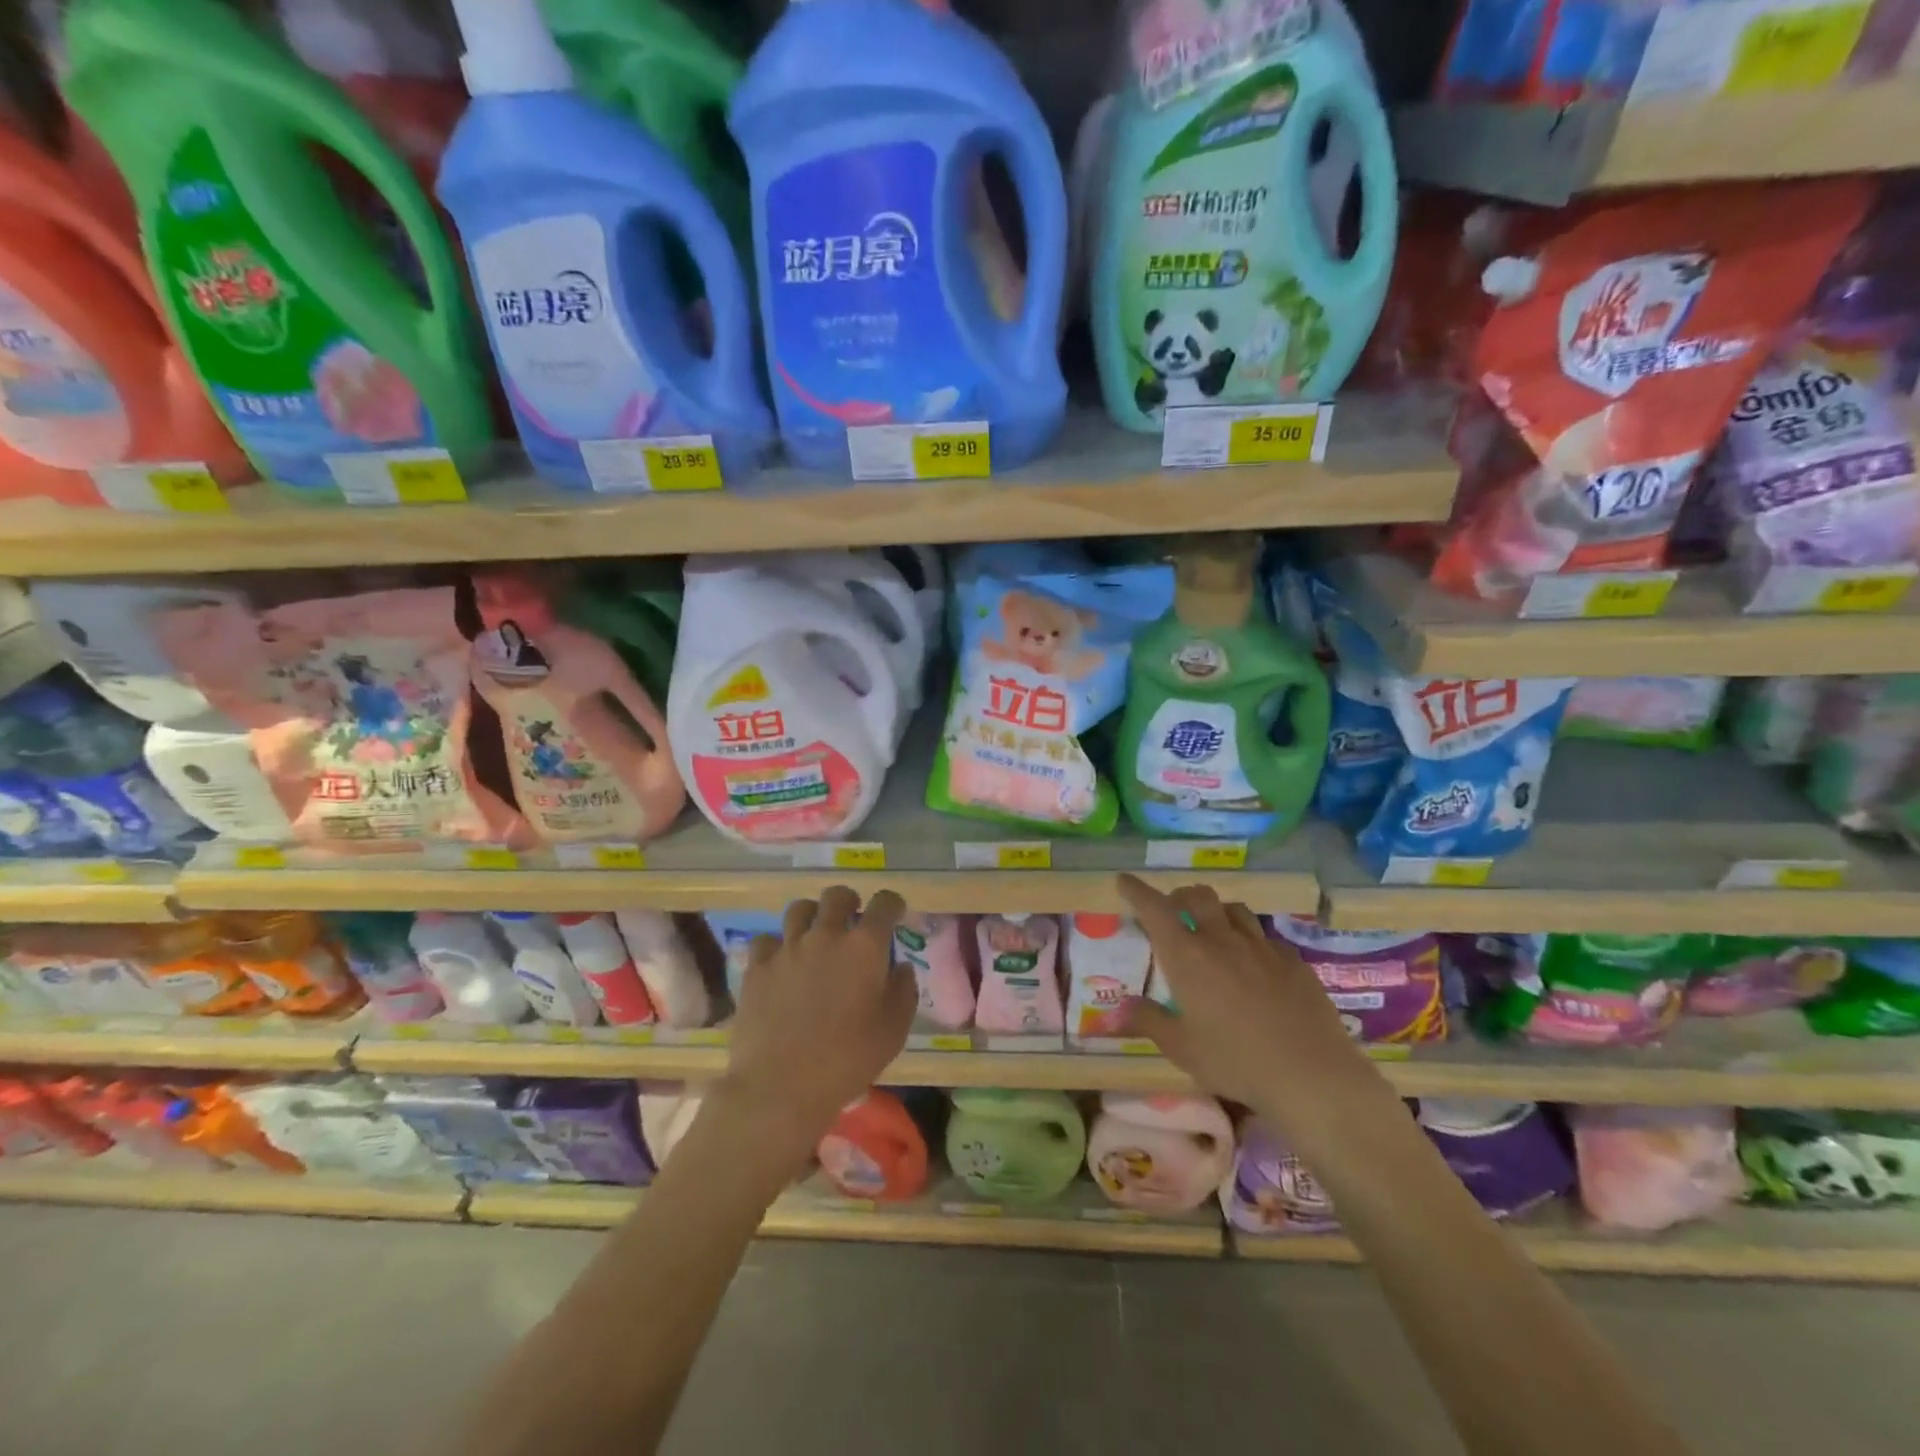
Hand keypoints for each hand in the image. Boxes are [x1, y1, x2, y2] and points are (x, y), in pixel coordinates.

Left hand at [715, 886, 914, 1165]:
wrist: (781, 1086)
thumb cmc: (848, 1060)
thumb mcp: (893, 1031)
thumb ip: (903, 992)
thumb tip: (901, 968)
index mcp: (864, 947)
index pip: (884, 904)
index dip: (892, 903)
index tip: (894, 912)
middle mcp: (826, 935)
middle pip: (837, 896)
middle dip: (849, 901)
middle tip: (852, 918)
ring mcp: (787, 948)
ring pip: (799, 909)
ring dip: (812, 916)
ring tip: (814, 934)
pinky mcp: (757, 966)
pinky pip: (766, 939)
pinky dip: (777, 945)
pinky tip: (781, 962)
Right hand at [1116, 875, 1400, 1156]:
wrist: (1312, 1075)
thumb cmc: (1235, 1061)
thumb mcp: (1181, 1048)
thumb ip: (1148, 1021)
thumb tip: (1118, 1009)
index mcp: (1187, 955)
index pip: (1155, 908)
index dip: (1137, 890)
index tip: (1124, 881)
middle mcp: (1222, 939)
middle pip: (1198, 895)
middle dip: (1179, 896)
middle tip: (1172, 912)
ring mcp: (1262, 946)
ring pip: (1234, 909)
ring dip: (1216, 912)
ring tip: (1212, 930)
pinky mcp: (1293, 961)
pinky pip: (1265, 936)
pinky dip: (1250, 939)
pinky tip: (1254, 963)